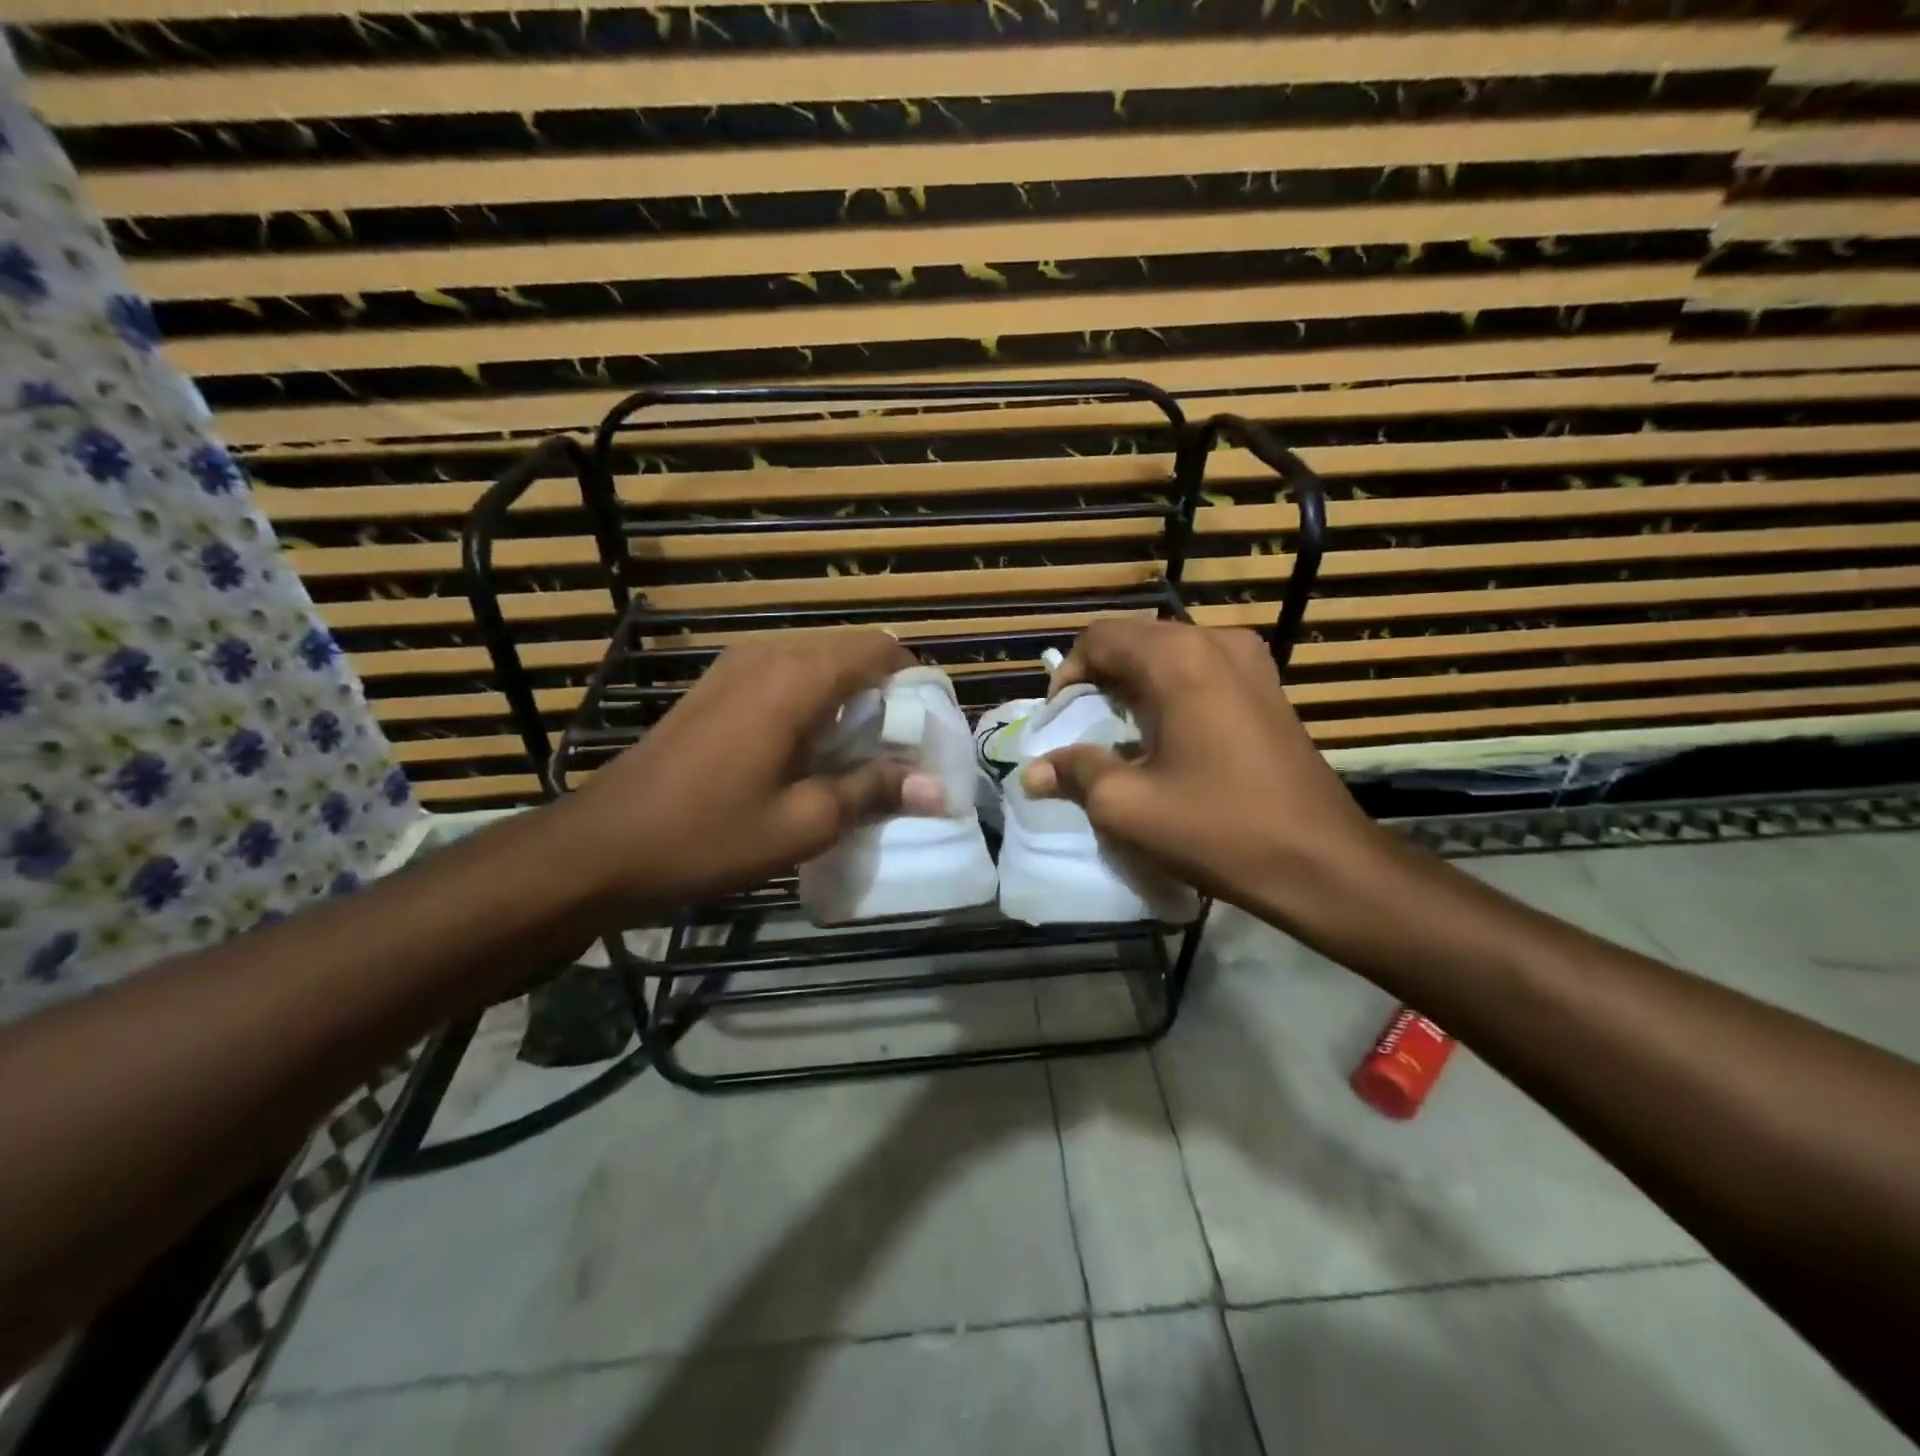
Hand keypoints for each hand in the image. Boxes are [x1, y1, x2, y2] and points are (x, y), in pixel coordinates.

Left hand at [556, 631, 943, 916]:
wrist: (603, 845)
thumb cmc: (710, 834)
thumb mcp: (804, 822)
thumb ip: (874, 791)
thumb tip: (938, 787)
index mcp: (797, 677)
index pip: (879, 650)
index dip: (915, 681)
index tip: (930, 726)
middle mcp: (769, 654)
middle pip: (850, 653)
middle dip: (885, 694)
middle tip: (901, 751)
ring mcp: (735, 667)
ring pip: (817, 665)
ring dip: (849, 701)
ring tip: (860, 756)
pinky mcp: (716, 687)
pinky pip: (784, 678)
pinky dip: (814, 704)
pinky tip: (811, 753)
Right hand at [1020, 620, 1381, 916]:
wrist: (1323, 863)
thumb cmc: (1219, 828)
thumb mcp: (1128, 806)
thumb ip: (1075, 773)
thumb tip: (1031, 772)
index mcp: (1179, 658)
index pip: (1100, 638)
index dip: (1068, 676)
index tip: (1060, 723)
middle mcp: (1217, 642)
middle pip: (1134, 642)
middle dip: (1099, 681)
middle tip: (1083, 732)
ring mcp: (1251, 662)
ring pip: (1168, 657)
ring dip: (1134, 688)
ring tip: (1121, 738)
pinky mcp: (1269, 687)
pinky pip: (1201, 673)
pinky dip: (1170, 695)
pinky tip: (1166, 740)